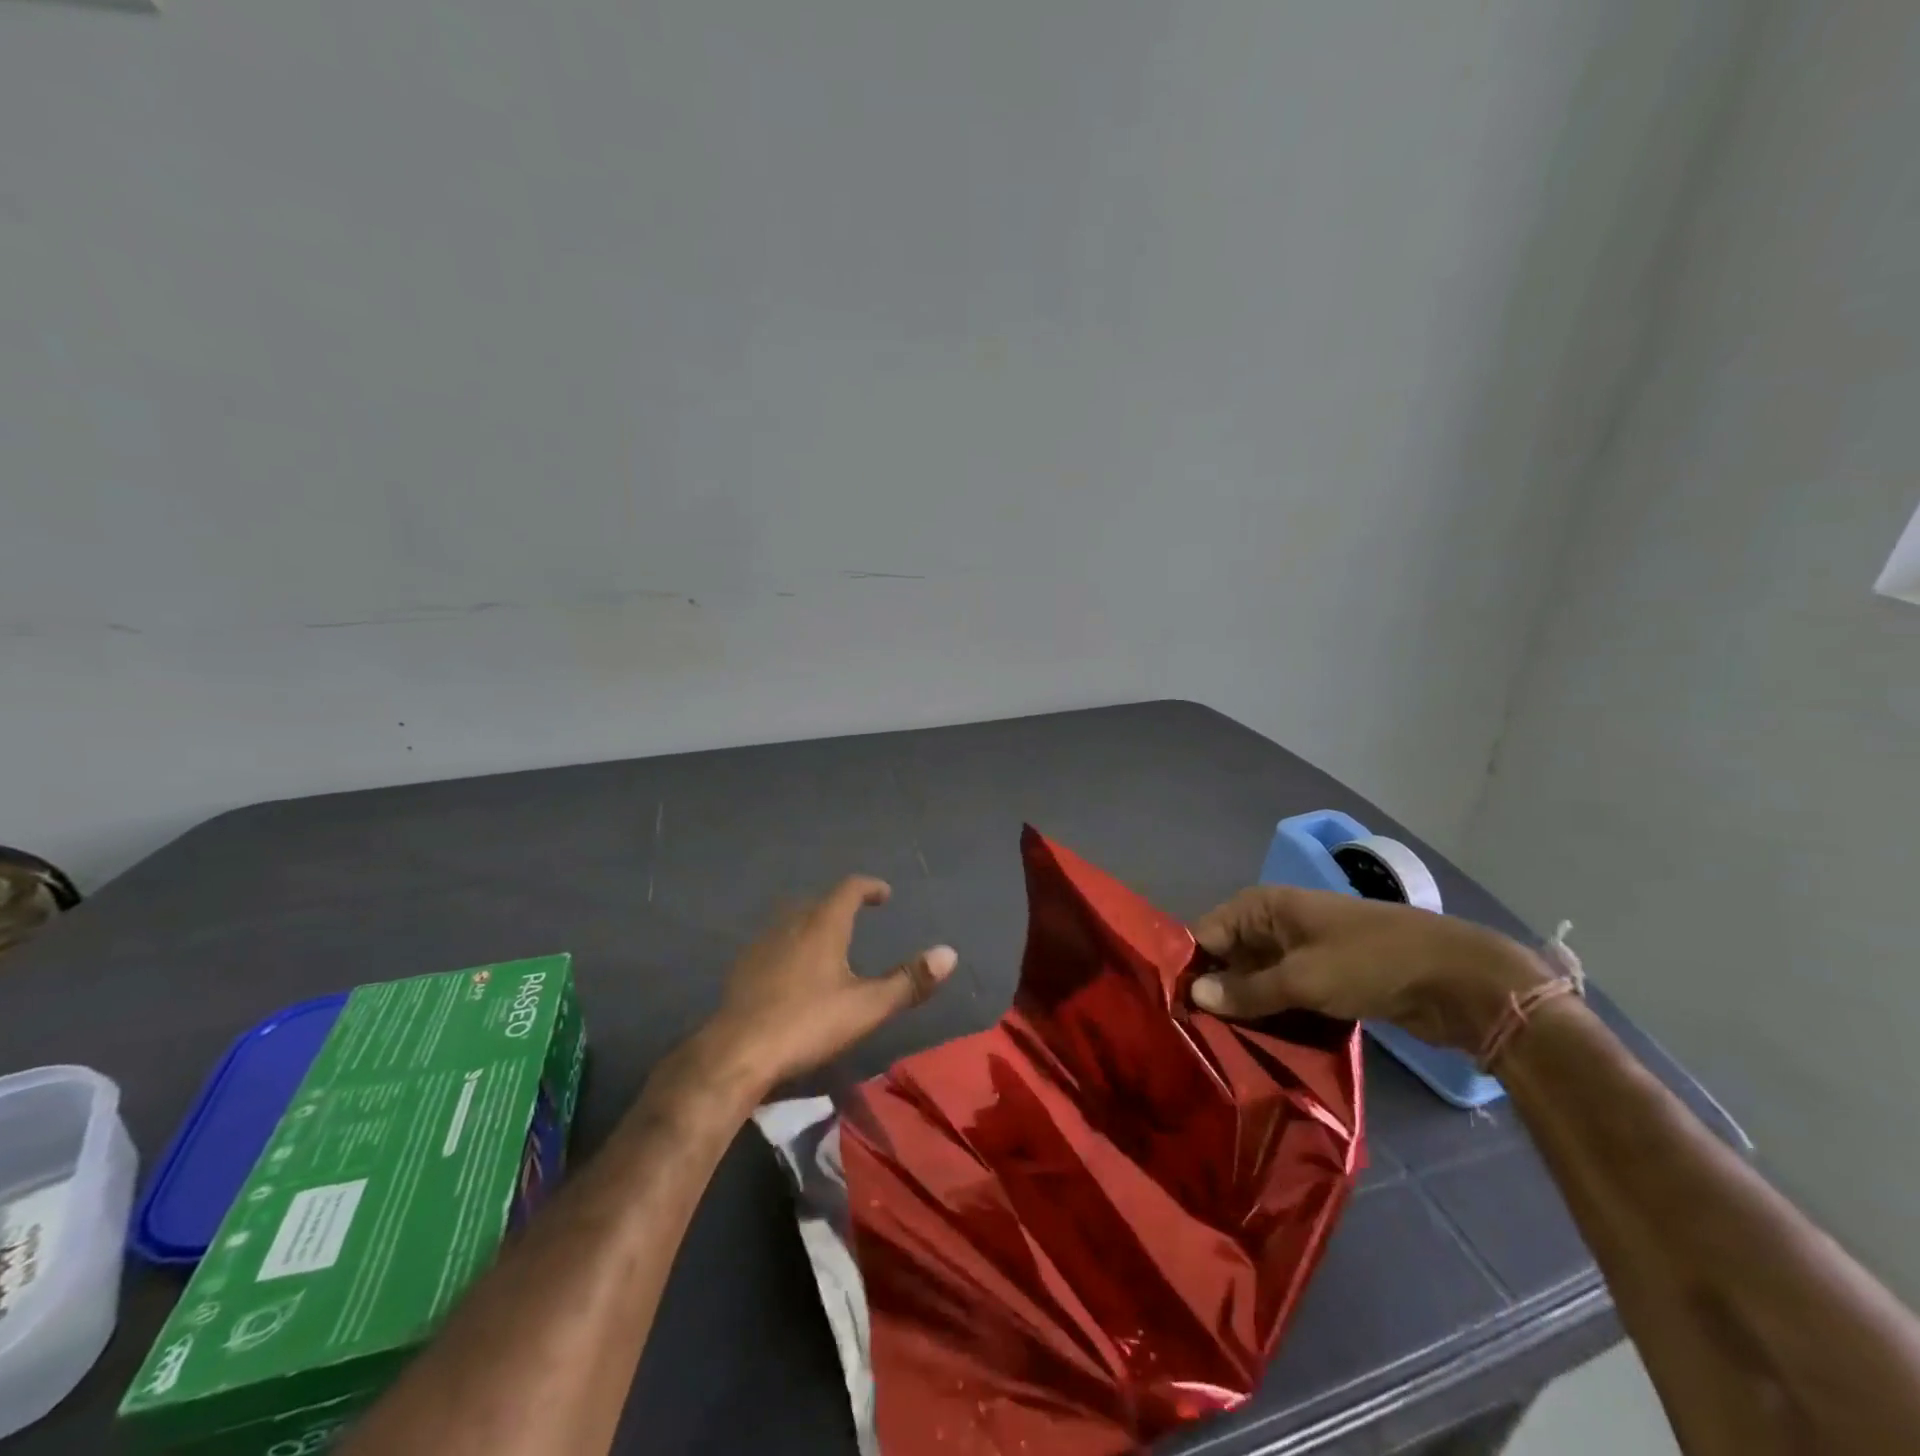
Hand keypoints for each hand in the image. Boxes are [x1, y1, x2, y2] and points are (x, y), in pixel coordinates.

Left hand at [695, 876, 956, 1096]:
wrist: (736, 1053)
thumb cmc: (807, 1024)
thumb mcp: (866, 1007)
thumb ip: (908, 981)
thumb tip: (949, 953)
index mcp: (823, 925)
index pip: (848, 889)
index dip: (869, 887)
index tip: (884, 894)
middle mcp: (791, 925)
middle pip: (818, 903)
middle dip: (840, 906)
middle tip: (857, 918)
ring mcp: (762, 945)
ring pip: (792, 922)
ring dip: (812, 925)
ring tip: (827, 945)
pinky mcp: (742, 969)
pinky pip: (773, 945)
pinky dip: (790, 947)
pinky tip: (791, 975)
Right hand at [1189, 887, 1549, 1051]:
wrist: (1457, 979)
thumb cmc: (1371, 963)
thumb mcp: (1303, 978)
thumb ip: (1246, 990)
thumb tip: (1194, 996)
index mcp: (1263, 907)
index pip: (1205, 933)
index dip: (1187, 969)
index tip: (1169, 1011)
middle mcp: (1274, 923)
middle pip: (1227, 957)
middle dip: (1213, 994)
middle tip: (1190, 1037)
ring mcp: (1299, 951)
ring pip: (1254, 980)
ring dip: (1242, 1009)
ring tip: (1215, 1047)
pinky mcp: (1321, 978)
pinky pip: (1281, 994)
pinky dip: (1270, 1015)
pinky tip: (1254, 1045)